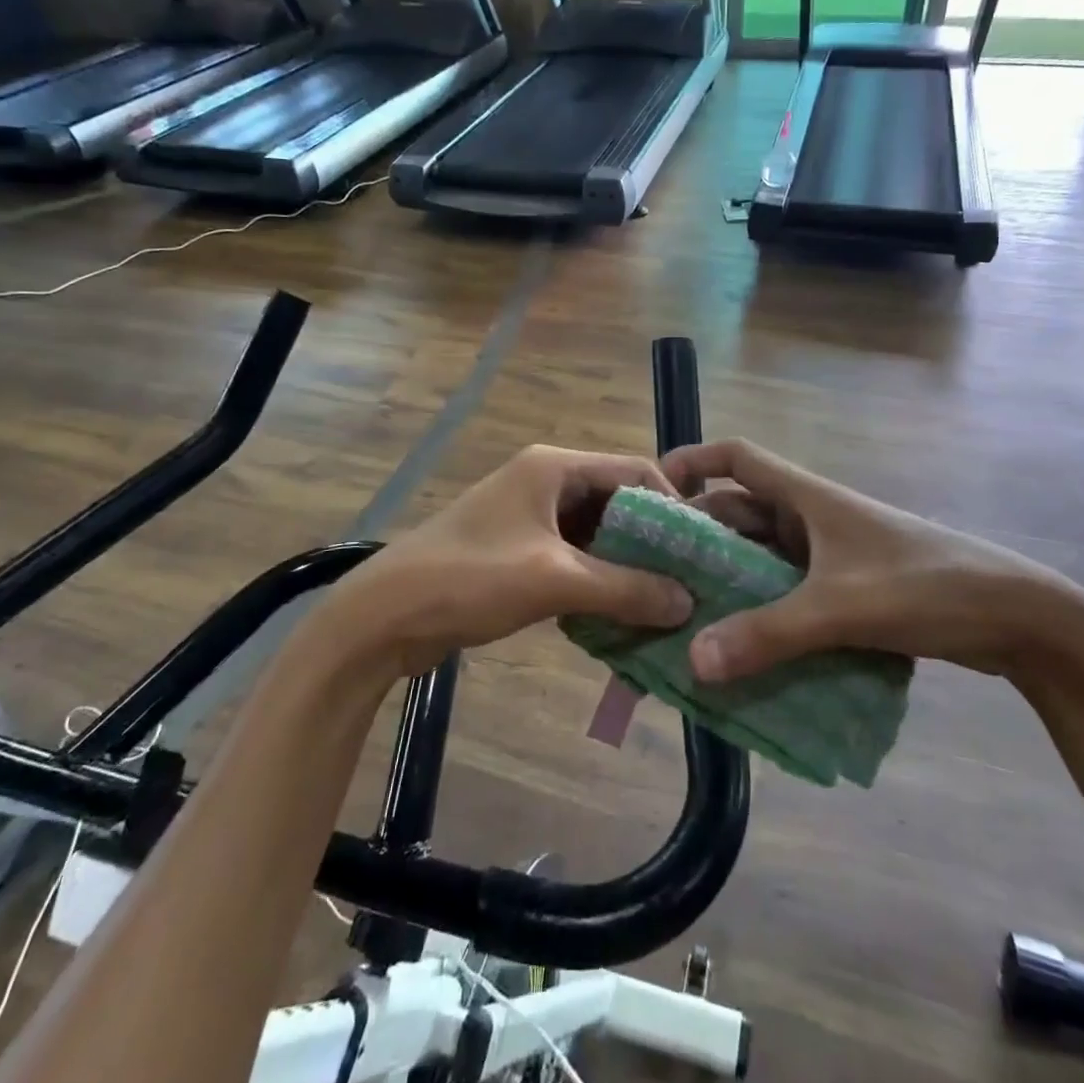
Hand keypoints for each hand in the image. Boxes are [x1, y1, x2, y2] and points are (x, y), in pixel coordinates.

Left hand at [331, 446, 693, 674]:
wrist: (384, 615)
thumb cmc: (471, 579)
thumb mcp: (555, 580)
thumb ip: (625, 588)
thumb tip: (687, 600)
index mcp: (554, 467)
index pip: (634, 469)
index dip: (672, 504)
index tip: (699, 549)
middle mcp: (545, 481)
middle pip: (617, 502)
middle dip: (651, 541)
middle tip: (688, 582)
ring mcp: (529, 516)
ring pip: (596, 534)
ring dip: (625, 566)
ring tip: (662, 604)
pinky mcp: (517, 549)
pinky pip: (573, 557)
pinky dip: (596, 581)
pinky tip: (619, 614)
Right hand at [662, 439, 1083, 683]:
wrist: (1018, 618)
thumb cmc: (926, 586)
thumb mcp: (842, 607)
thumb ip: (769, 633)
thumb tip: (694, 659)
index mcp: (806, 497)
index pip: (737, 457)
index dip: (693, 462)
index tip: (653, 490)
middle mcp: (810, 518)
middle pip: (739, 513)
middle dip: (697, 538)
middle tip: (653, 573)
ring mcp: (828, 555)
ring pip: (761, 558)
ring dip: (727, 581)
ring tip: (683, 614)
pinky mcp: (845, 588)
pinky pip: (785, 592)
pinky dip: (759, 611)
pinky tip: (738, 646)